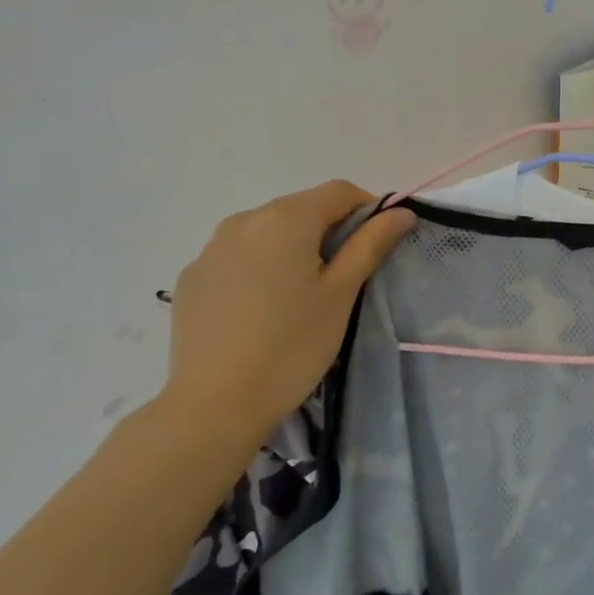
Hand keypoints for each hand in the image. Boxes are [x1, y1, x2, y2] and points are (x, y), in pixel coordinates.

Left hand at [156, 181, 414, 452]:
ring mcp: (211, 248)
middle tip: (343, 278)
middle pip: (301, 209)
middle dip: (329, 231)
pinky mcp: (192, 277)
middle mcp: (244, 219)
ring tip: (299, 297)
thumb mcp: (340, 294)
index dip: (368, 210)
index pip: (339, 191)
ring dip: (292, 249)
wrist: (215, 403)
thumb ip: (370, 245)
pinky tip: (261, 310)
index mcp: (286, 218)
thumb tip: (401, 212)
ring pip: (266, 232)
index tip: (378, 245)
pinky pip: (237, 257)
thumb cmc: (292, 346)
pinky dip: (258, 268)